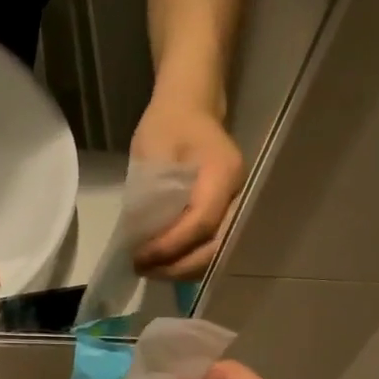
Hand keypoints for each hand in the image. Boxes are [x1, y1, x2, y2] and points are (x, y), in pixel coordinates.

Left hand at [129, 99, 245, 278]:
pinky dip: (189, 261)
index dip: (171, 245)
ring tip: (150, 270)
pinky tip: (164, 264)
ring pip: (217, 253)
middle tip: (143, 269)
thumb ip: (150, 195)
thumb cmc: (168, 124)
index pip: (202, 222)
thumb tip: (141, 239)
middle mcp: (238, 193)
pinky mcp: (228, 214)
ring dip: (183, 269)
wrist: (190, 108)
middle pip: (215, 246)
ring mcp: (237, 205)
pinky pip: (213, 246)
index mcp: (223, 173)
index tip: (140, 256)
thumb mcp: (152, 152)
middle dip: (177, 266)